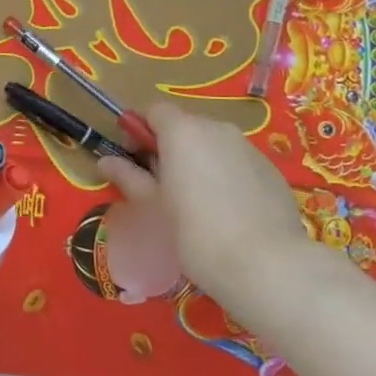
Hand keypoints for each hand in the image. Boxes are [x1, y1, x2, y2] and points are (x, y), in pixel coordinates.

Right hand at [98, 103, 316, 311]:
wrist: (266, 264)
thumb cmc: (195, 232)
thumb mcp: (153, 206)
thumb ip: (129, 177)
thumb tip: (104, 161)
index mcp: (182, 131)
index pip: (154, 110)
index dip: (140, 130)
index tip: (135, 159)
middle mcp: (217, 128)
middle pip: (185, 125)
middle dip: (170, 147)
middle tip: (163, 186)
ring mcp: (248, 147)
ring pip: (214, 143)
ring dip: (199, 160)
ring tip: (198, 202)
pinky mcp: (271, 169)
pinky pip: (238, 161)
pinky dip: (227, 175)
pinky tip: (228, 211)